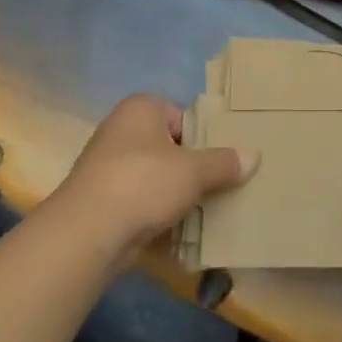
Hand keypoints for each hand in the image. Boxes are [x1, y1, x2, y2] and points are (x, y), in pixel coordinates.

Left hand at [50, 94, 257, 267]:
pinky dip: (158, 212)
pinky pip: (141, 201)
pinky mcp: (103, 200)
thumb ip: (224, 162)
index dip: (204, 137)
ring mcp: (108, 166)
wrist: (87, 233)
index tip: (223, 160)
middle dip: (192, 167)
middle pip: (170, 146)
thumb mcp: (194, 171)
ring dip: (176, 193)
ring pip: (156, 176)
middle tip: (221, 185)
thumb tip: (254, 156)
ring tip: (205, 209)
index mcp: (141, 108)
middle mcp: (121, 130)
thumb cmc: (143, 183)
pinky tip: (179, 229)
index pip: (183, 116)